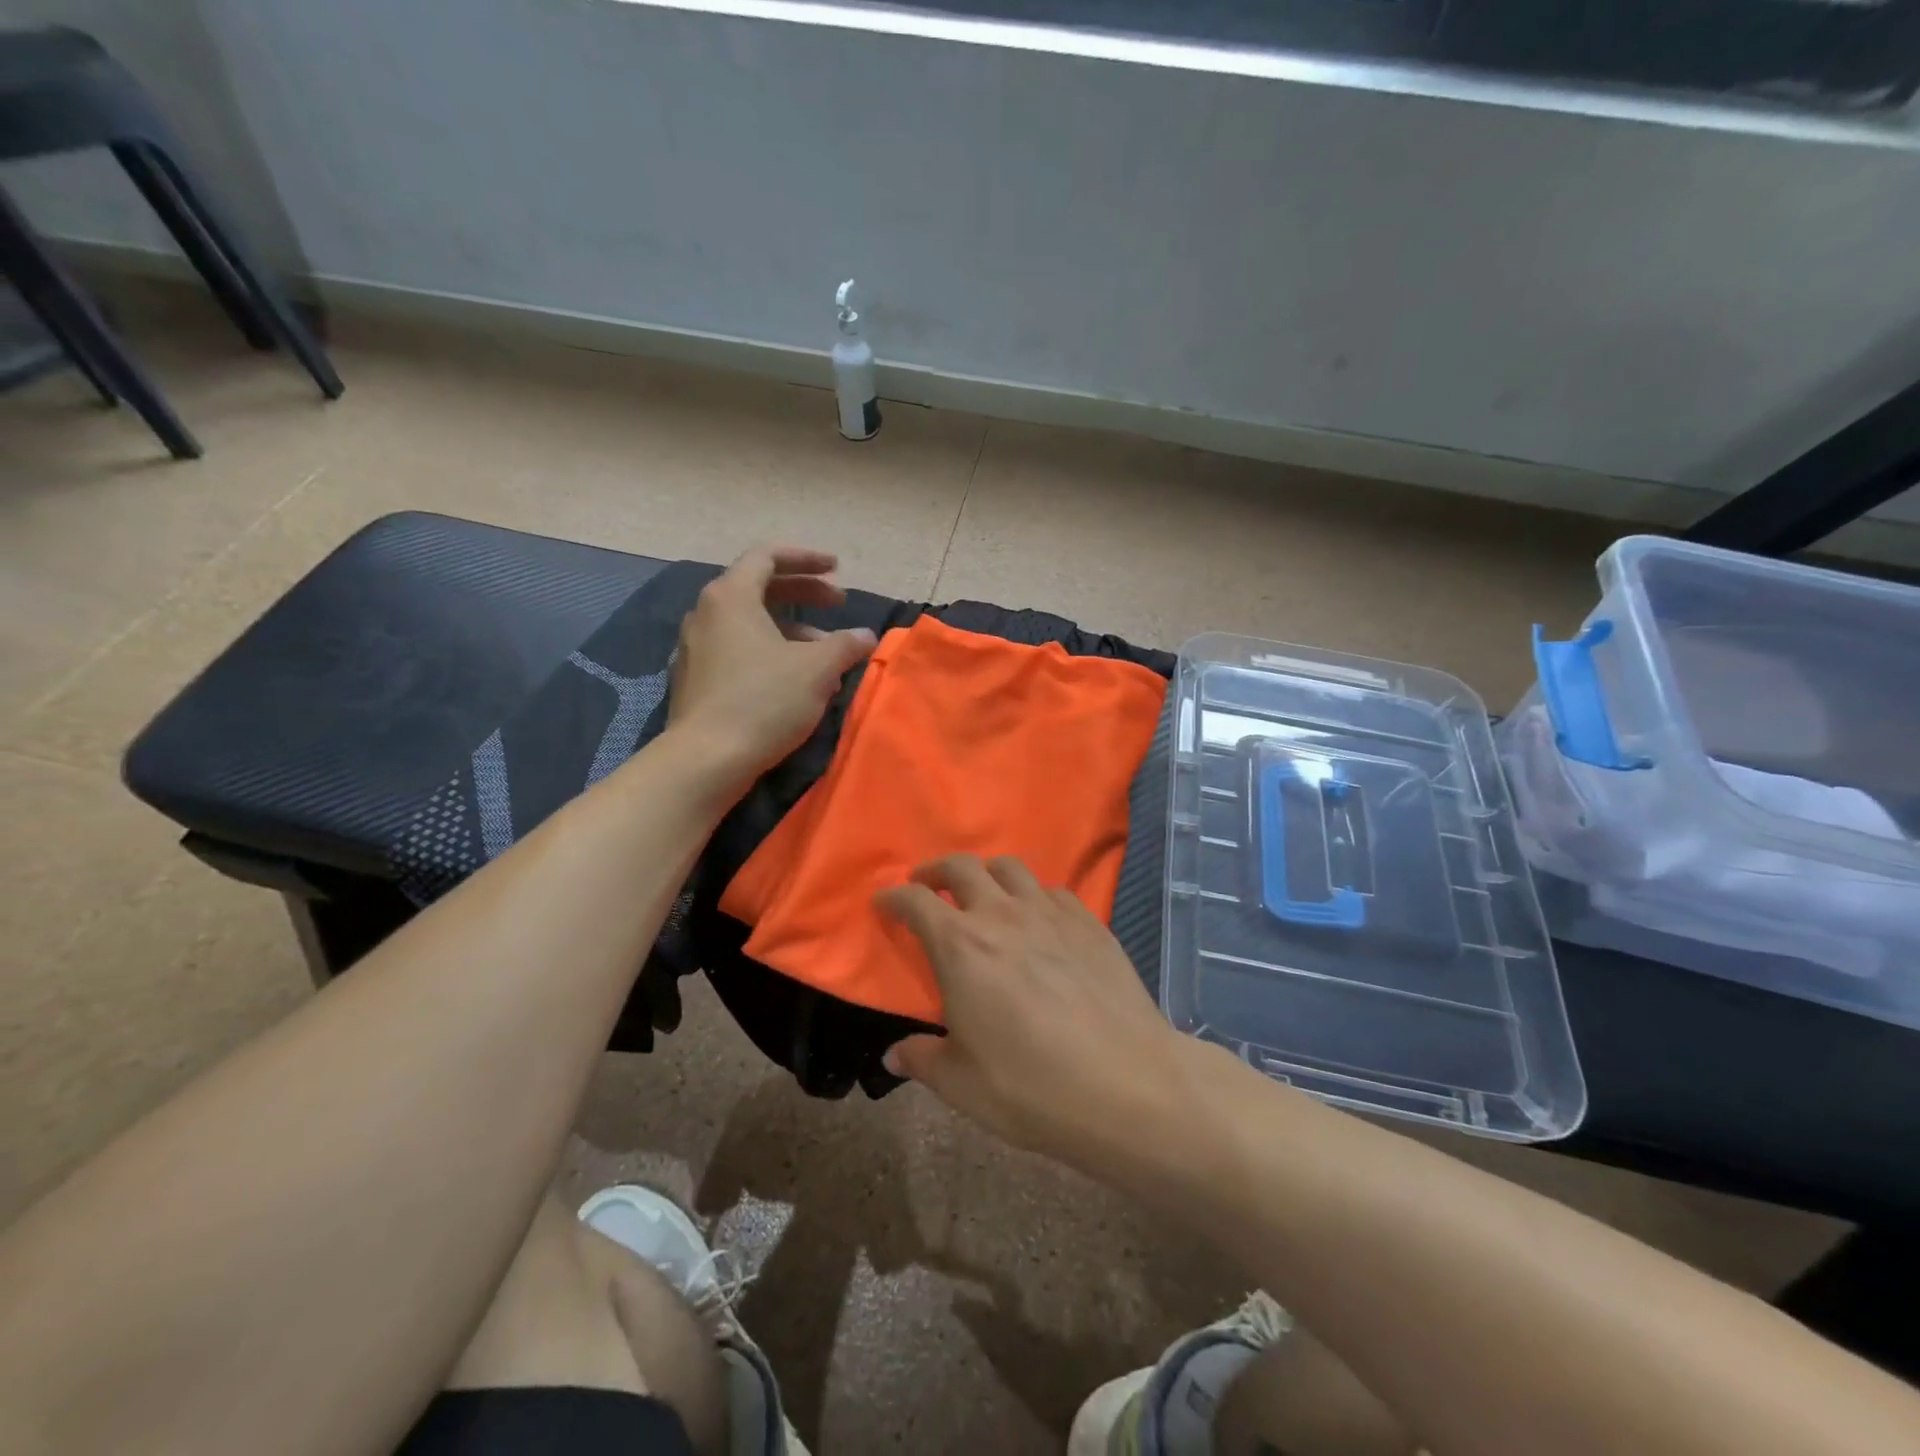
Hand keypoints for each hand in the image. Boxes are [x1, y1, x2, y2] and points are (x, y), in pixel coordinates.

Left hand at [667, 545, 875, 791]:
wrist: (706, 759)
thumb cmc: (764, 701)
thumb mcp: (817, 669)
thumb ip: (845, 645)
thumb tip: (866, 637)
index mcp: (730, 596)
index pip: (767, 556)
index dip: (806, 559)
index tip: (837, 569)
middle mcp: (706, 613)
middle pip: (759, 588)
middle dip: (803, 594)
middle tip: (838, 605)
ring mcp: (695, 648)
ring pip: (750, 624)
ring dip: (791, 630)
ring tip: (825, 654)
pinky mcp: (694, 679)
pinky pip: (737, 650)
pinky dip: (769, 652)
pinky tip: (795, 682)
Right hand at [875, 854, 1192, 1168]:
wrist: (1127, 1085)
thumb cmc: (1032, 1088)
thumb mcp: (961, 1085)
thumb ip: (922, 1061)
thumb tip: (893, 1057)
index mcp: (961, 946)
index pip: (915, 901)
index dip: (893, 897)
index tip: (884, 902)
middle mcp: (1002, 915)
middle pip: (962, 866)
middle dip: (936, 870)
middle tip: (927, 884)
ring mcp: (1050, 913)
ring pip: (1010, 867)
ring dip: (986, 873)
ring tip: (983, 893)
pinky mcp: (1089, 922)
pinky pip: (1052, 890)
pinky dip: (1033, 894)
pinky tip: (1038, 918)